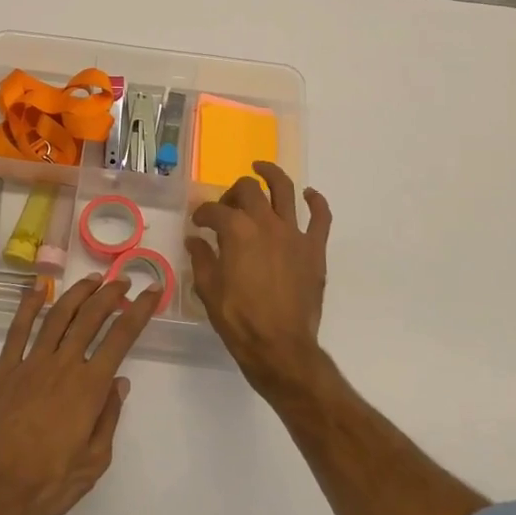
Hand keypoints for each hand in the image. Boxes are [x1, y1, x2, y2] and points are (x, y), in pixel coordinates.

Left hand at [0, 274, 158, 514]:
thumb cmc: (48, 483)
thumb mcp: (93, 462)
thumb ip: (108, 419)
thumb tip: (120, 383)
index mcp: (89, 387)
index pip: (121, 338)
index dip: (139, 311)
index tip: (152, 292)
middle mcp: (63, 366)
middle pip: (91, 318)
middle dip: (111, 295)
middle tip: (123, 281)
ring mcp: (30, 364)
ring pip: (58, 316)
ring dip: (78, 293)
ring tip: (93, 280)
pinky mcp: (4, 370)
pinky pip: (17, 330)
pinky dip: (28, 305)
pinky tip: (37, 289)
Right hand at [187, 161, 332, 398]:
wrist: (280, 347)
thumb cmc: (239, 320)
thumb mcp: (208, 290)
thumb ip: (201, 258)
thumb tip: (195, 239)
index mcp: (236, 231)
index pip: (214, 211)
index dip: (203, 214)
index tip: (198, 223)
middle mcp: (265, 223)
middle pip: (248, 190)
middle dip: (232, 192)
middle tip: (226, 205)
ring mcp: (294, 233)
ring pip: (284, 189)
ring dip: (271, 174)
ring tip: (261, 167)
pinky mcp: (314, 248)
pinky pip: (320, 217)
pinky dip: (316, 201)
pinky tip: (309, 195)